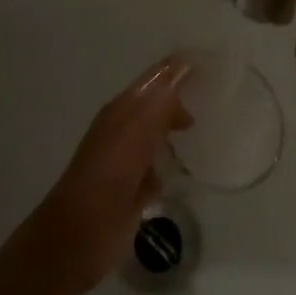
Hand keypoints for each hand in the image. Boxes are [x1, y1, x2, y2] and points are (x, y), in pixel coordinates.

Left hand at [21, 56, 191, 294]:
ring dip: (175, 132)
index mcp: (122, 109)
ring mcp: (128, 161)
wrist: (82, 231)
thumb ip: (163, 99)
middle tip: (213, 97)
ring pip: (158, 137)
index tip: (207, 62)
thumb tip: (184, 65)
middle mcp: (124, 129)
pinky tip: (188, 168)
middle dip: (180, 100)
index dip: (177, 69)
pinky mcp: (134, 191)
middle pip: (157, 106)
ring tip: (206, 130)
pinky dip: (170, 165)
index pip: (155, 79)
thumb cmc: (112, 171)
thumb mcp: (140, 127)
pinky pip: (158, 169)